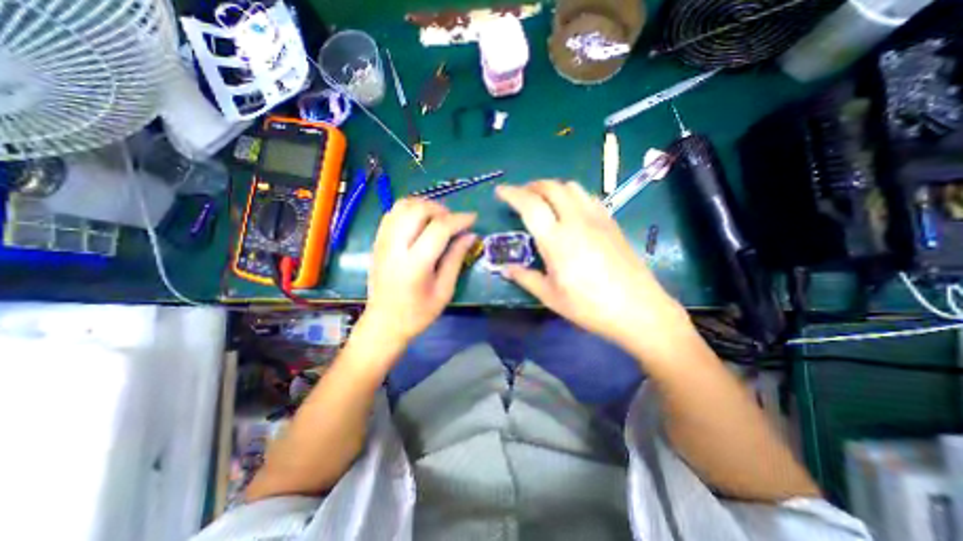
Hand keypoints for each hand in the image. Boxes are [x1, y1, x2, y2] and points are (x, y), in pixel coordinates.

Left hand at [360, 198, 476, 345]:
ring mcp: (383, 242)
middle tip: (453, 222)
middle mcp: (395, 247)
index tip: (473, 218)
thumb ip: (456, 259)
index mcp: (415, 264)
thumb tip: (470, 235)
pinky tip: (420, 223)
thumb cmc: (418, 313)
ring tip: (438, 220)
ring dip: (424, 206)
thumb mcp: (444, 290)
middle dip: (441, 209)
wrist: (384, 323)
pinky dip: (410, 210)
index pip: (439, 228)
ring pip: (403, 206)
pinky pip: (392, 213)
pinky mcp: (377, 241)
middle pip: (418, 209)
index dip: (459, 219)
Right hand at [492, 180, 687, 349]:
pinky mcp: (611, 222)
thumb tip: (505, 269)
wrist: (638, 309)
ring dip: (552, 187)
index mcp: (556, 239)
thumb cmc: (589, 306)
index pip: (530, 204)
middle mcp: (576, 221)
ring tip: (543, 200)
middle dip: (531, 185)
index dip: (512, 193)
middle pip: (551, 187)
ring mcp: (597, 218)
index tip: (500, 191)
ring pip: (571, 187)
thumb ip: (525, 278)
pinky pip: (588, 196)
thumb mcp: (550, 297)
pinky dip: (572, 195)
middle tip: (521, 195)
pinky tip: (570, 209)